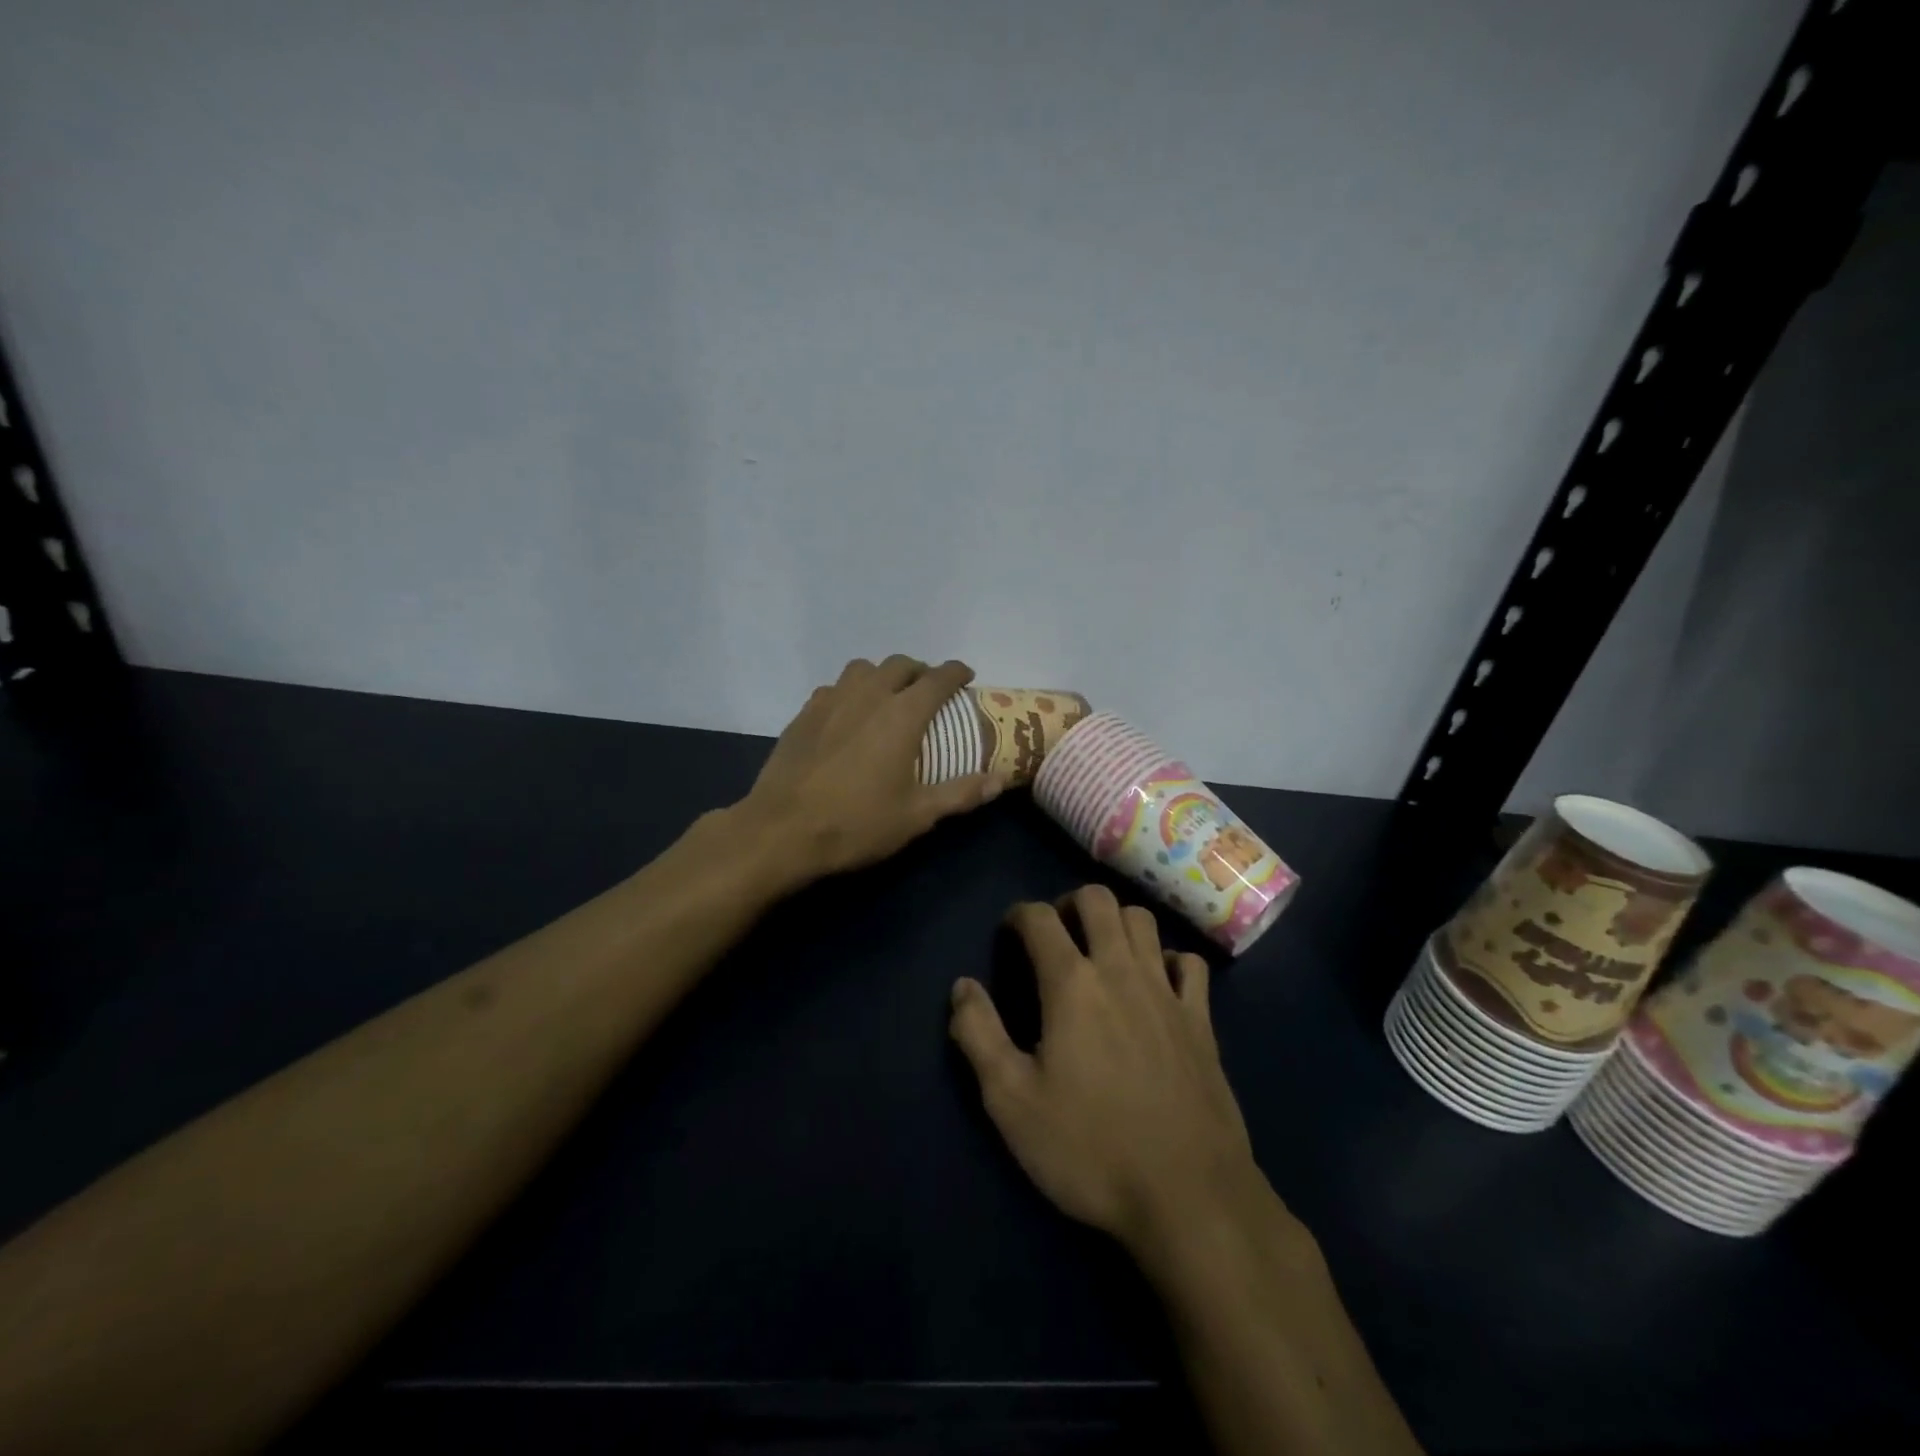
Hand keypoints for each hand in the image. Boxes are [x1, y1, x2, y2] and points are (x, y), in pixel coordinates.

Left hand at [739, 656, 1003, 880]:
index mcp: (901, 715)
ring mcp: (830, 701)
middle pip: (899, 664)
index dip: (956, 672)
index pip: (937, 678)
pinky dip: (850, 691)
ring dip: (882, 675)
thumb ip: (961, 793)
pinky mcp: (803, 714)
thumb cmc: (857, 823)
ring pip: (862, 668)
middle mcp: (868, 696)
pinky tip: (848, 715)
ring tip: (887, 696)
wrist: (782, 831)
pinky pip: (833, 688)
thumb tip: (1001, 780)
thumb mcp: (917, 815)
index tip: (966, 675)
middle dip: (920, 670)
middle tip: (929, 689)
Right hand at [948, 885, 1259, 1255]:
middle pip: (1098, 899)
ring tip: (1101, 951)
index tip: (1009, 932)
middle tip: (1056, 934)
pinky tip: (1157, 983)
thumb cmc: (1090, 1148)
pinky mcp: (1202, 1020)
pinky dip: (1168, 959)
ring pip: (1144, 921)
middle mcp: (1121, 971)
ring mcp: (1168, 992)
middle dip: (1070, 903)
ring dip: (1117, 922)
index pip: (1040, 918)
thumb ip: (978, 1035)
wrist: (1189, 1196)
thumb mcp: (1011, 1102)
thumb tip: (962, 986)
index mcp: (1072, 984)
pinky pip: (1189, 963)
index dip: (1018, 914)